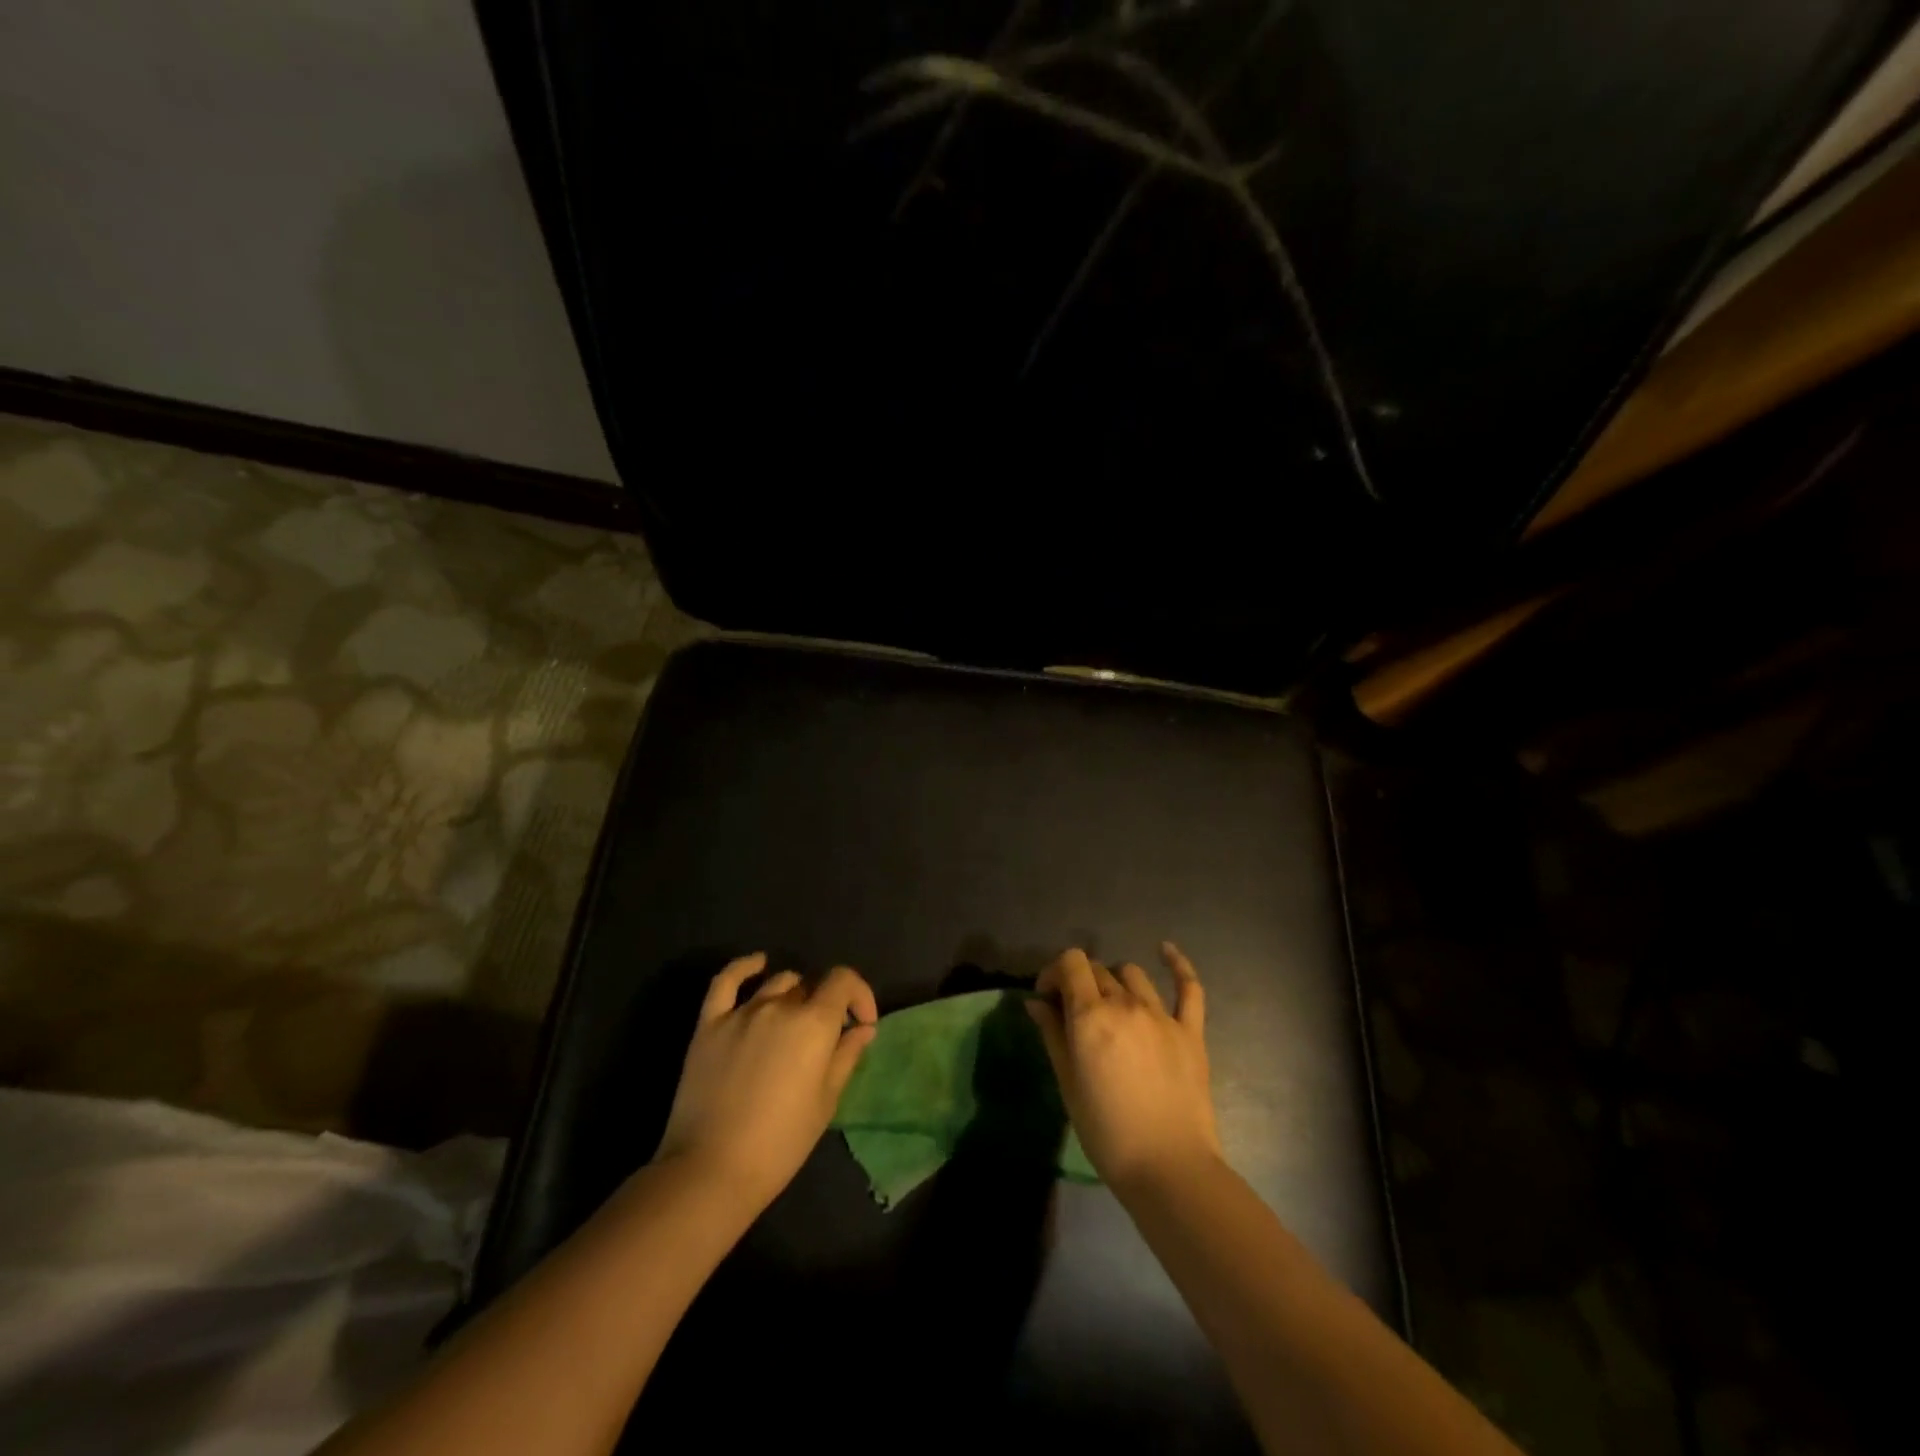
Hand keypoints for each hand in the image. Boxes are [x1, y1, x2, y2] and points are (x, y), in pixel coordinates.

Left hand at [654, 954, 878, 1209]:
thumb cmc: (780, 1143)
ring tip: (794, 1022)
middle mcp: (779, 1006)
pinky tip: (757, 964)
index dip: (859, 994)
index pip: (843, 981)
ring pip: (777, 983)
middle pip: (810, 986)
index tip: (862, 1022)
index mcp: (813, 1023)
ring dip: (793, 995)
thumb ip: (846, 1056)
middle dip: (825, 1005)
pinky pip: (726, 981)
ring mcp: (741, 1012)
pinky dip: (745, 967)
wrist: (711, 1170)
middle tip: (825, 1039)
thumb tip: (863, 1028)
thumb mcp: (826, 1101)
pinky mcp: (709, 1024)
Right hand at [1026, 943, 1221, 1195]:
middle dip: (1079, 983)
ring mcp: (1162, 1015)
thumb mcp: (1068, 1083)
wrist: (1168, 1168)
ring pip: (1132, 974)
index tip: (1047, 997)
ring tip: (1110, 1005)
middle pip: (1098, 970)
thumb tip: (1036, 1002)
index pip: (1070, 963)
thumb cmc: (1107, 1132)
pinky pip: (1188, 987)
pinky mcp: (1190, 1031)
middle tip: (1073, 1012)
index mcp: (1091, 1015)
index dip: (1054, 971)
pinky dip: (1177, 964)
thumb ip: (1052, 1034)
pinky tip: (1165, 950)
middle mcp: (1125, 1004)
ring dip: (1114, 982)